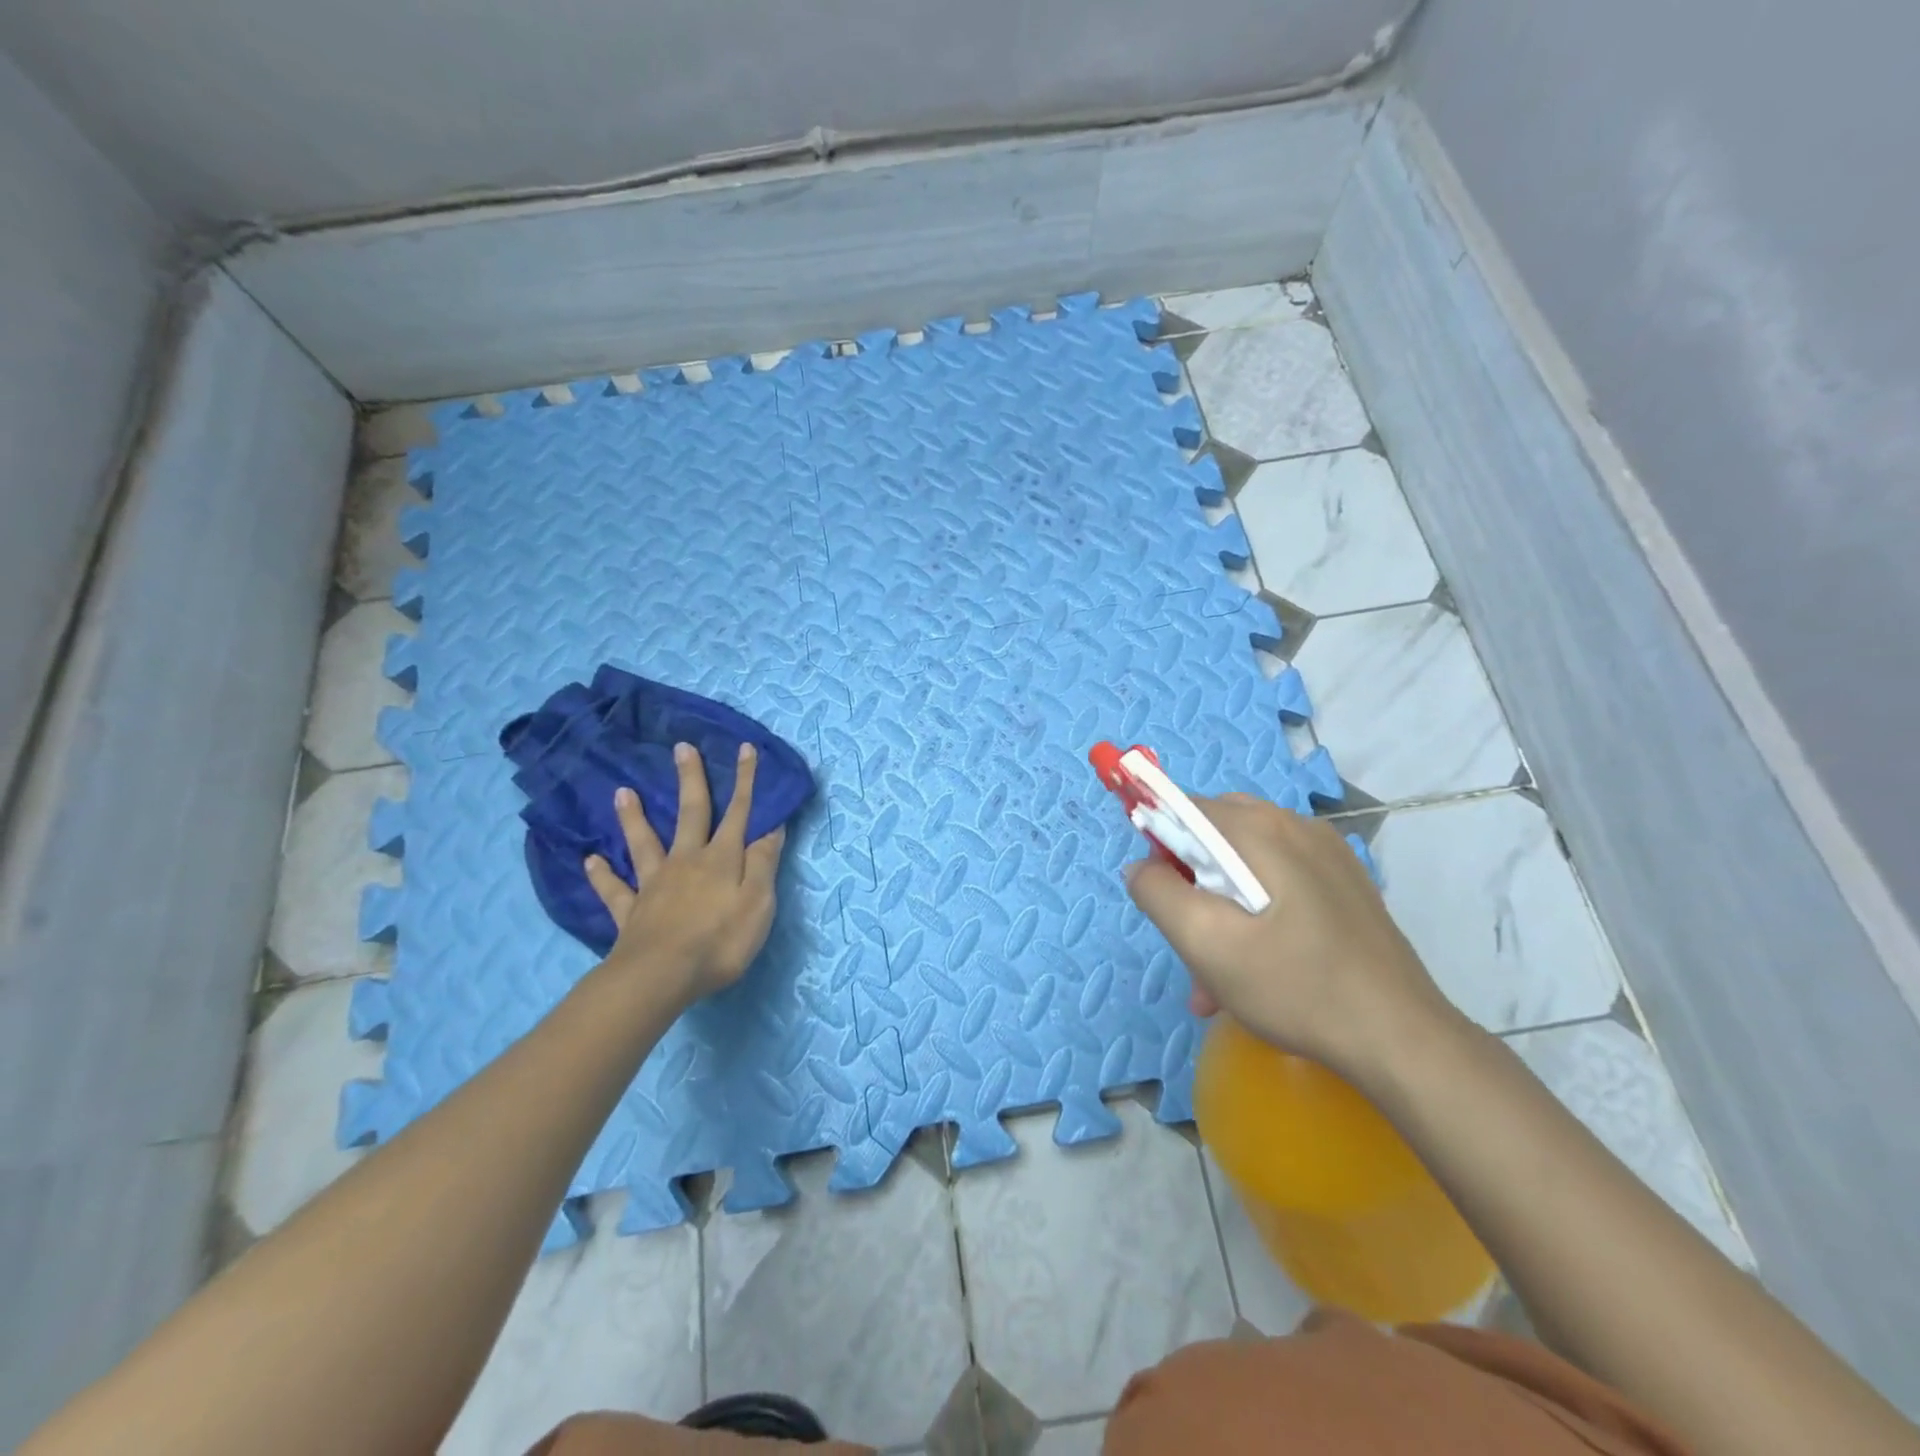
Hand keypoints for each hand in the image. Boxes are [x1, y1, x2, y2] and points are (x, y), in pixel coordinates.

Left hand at [584, 741, 785, 1004]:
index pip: (739, 813)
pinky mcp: (631, 912)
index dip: (744, 781)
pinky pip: (614, 890)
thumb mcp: (758, 902)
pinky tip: (589, 861)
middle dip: (690, 780)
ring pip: (644, 844)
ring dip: (634, 818)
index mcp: (721, 859)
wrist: (661, 976)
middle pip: (690, 814)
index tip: (744, 748)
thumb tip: (771, 827)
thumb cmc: (720, 941)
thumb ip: (763, 863)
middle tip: (681, 748)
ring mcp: (654, 885)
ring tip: (622, 792)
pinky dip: (602, 875)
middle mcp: (686, 862)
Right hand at [1125, 792, 1457, 1079]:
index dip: (1159, 845)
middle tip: (1188, 938)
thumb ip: (1158, 893)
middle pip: (1215, 836)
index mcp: (1260, 828)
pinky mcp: (1344, 883)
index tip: (1160, 896)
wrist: (1401, 1038)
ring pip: (1246, 864)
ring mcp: (1326, 854)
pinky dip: (1253, 913)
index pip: (1184, 808)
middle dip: (1190, 881)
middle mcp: (1294, 825)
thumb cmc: (1294, 985)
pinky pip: (1278, 881)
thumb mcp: (1206, 942)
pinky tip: (1255, 967)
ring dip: (1219, 906)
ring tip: (1214, 976)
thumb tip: (1141, 866)